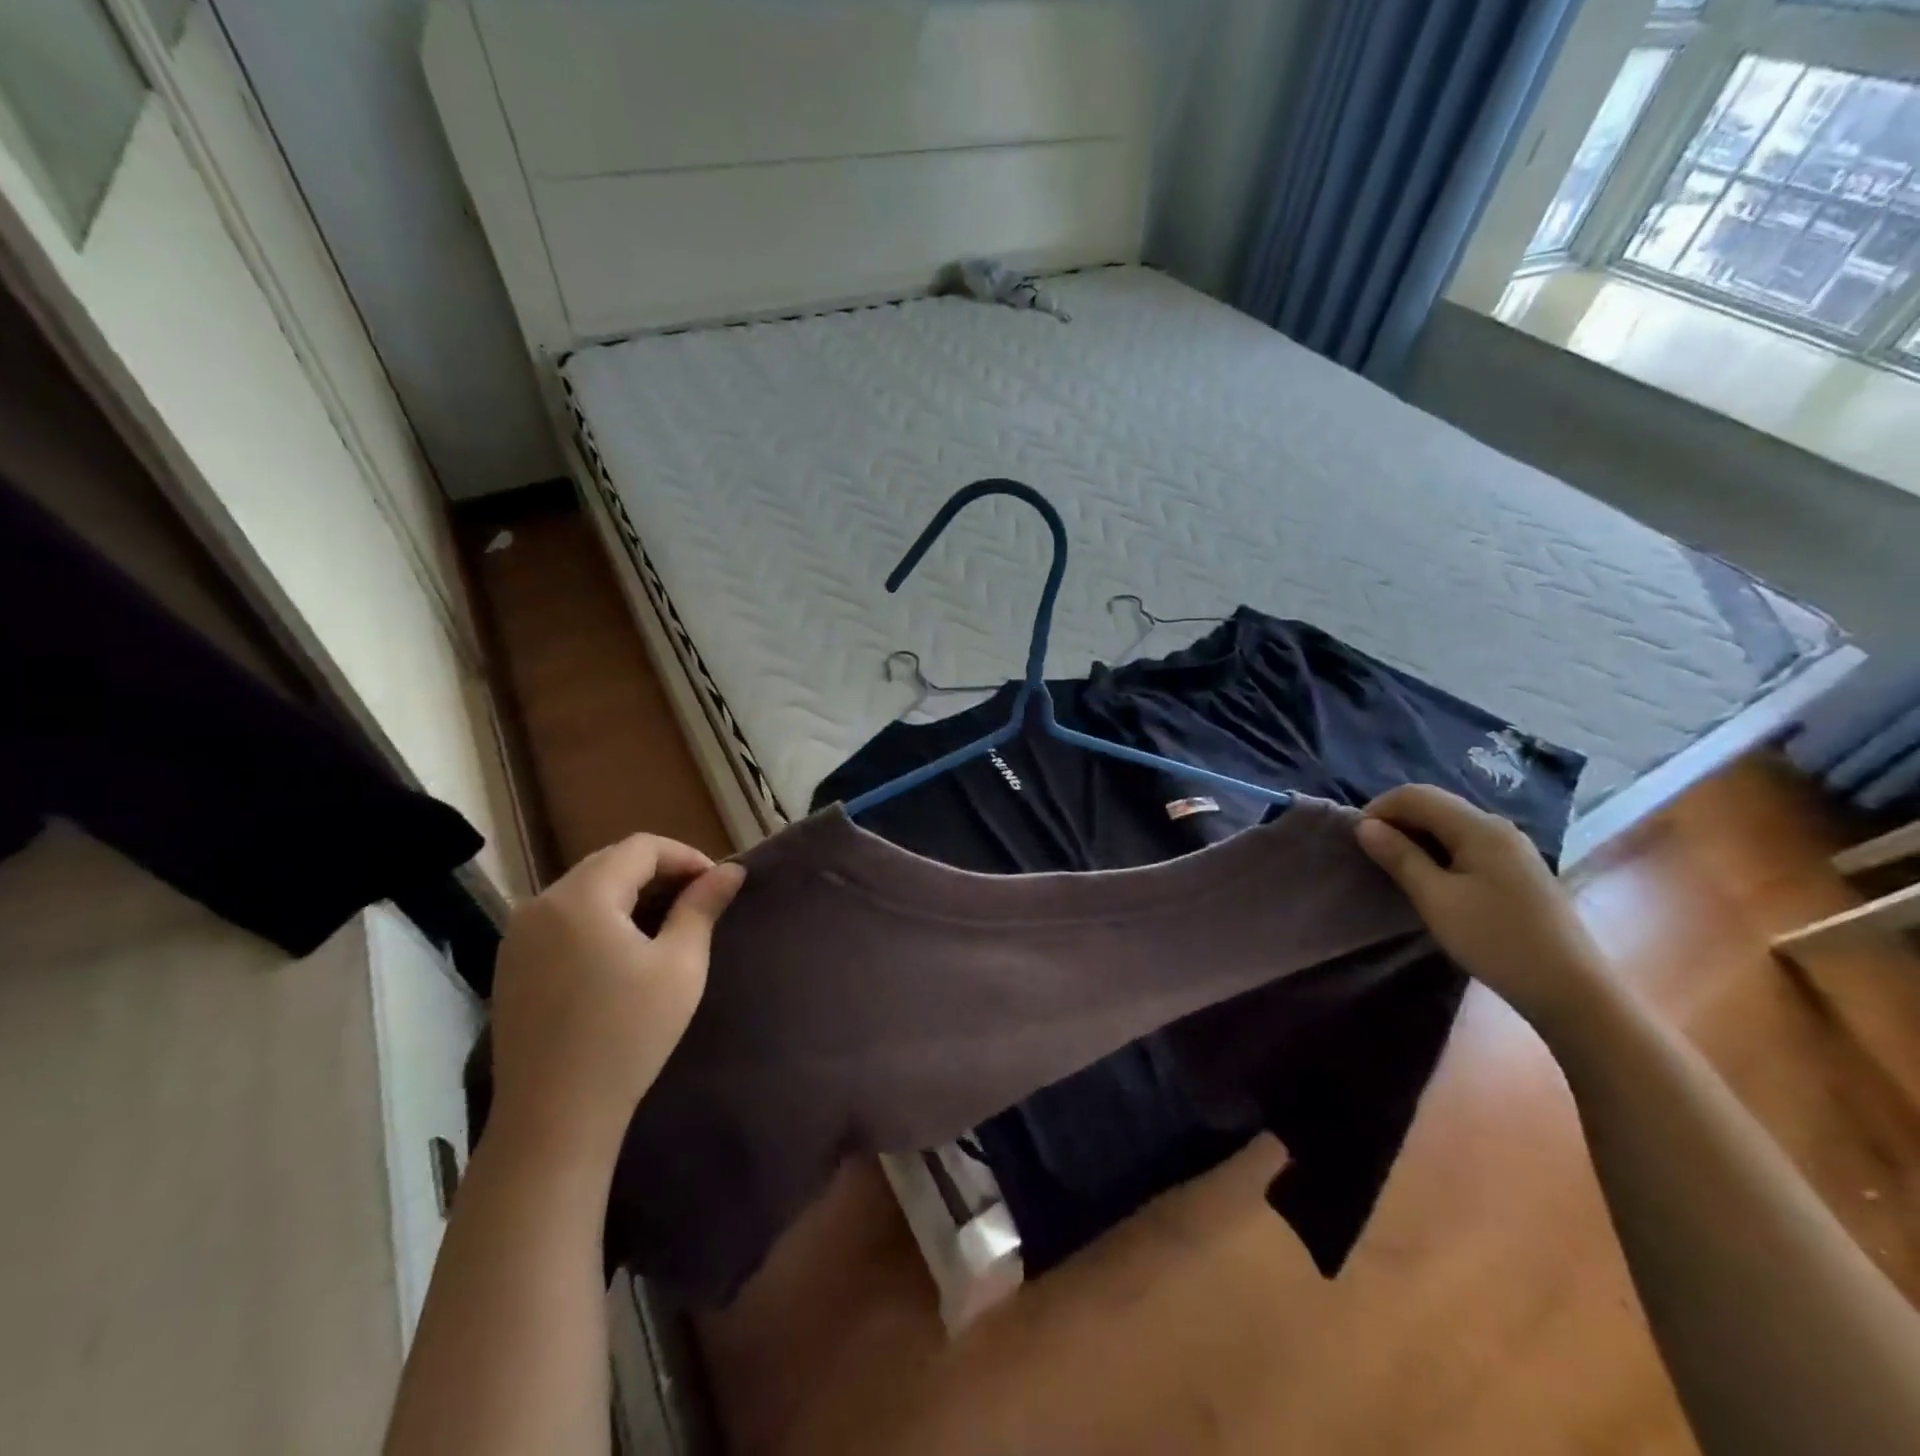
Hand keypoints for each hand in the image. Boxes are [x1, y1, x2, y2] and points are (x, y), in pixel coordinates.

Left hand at [488, 836, 745, 1167]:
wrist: (554, 1117)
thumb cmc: (628, 1035)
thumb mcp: (680, 966)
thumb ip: (702, 907)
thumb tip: (731, 870)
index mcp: (582, 897)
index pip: (641, 847)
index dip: (685, 856)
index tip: (716, 883)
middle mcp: (541, 903)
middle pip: (609, 862)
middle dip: (658, 871)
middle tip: (696, 899)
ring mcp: (518, 934)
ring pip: (584, 888)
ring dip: (628, 892)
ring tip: (665, 921)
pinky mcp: (511, 963)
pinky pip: (562, 917)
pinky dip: (599, 916)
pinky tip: (621, 948)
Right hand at [1355, 784, 1606, 1025]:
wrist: (1571, 990)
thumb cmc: (1496, 940)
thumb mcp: (1436, 899)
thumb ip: (1400, 857)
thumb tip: (1365, 826)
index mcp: (1478, 827)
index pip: (1415, 795)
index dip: (1379, 809)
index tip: (1357, 841)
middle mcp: (1497, 827)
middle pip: (1434, 805)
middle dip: (1396, 821)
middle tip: (1372, 855)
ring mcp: (1512, 848)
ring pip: (1450, 825)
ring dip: (1416, 837)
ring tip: (1395, 868)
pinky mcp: (1517, 869)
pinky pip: (1466, 843)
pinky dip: (1438, 851)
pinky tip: (1431, 879)